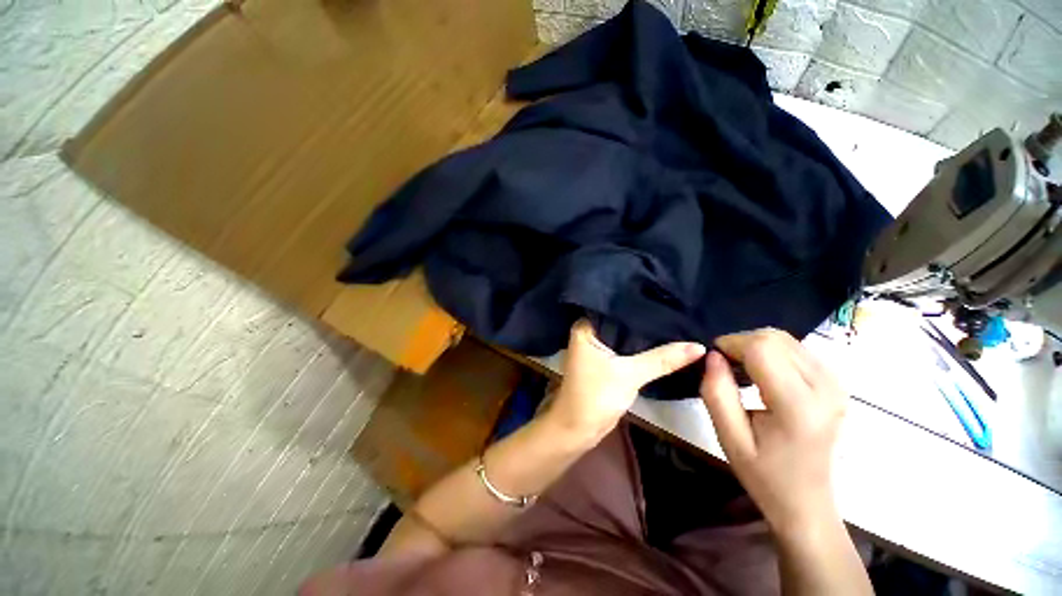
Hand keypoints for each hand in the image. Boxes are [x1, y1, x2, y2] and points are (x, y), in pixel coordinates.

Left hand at [546, 320, 705, 441]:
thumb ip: (662, 358)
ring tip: (677, 322)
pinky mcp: (605, 361)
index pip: (616, 308)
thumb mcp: (630, 374)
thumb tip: (699, 345)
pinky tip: (664, 343)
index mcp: (586, 327)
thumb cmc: (595, 396)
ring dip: (645, 336)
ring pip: (625, 337)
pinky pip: (626, 350)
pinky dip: (641, 349)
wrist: (579, 429)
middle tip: (678, 309)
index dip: (640, 304)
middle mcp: (590, 333)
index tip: (668, 298)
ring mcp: (597, 348)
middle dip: (647, 320)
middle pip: (622, 323)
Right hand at [699, 328, 846, 537]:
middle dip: (741, 343)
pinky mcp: (835, 383)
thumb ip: (716, 392)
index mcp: (799, 406)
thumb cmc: (764, 474)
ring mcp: (835, 384)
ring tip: (741, 370)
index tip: (714, 360)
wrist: (806, 501)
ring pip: (785, 339)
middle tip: (724, 366)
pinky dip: (771, 352)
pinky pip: (796, 349)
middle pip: (775, 338)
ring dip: (756, 346)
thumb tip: (713, 356)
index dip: (731, 344)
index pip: (762, 348)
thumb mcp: (728, 437)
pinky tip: (761, 374)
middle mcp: (825, 388)